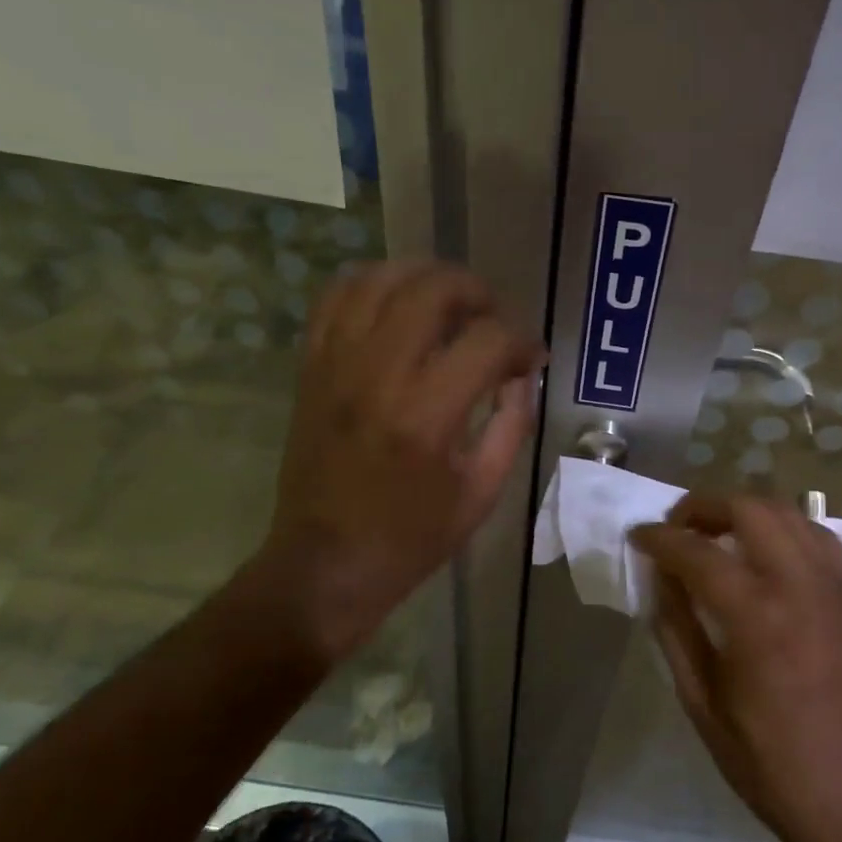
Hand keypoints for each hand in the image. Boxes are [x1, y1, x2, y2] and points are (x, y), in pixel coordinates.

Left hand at [253, 262, 543, 661]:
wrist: (325, 564)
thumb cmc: (410, 539)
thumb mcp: (481, 494)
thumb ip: (510, 426)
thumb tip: (522, 376)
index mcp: (427, 416)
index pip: (488, 340)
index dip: (521, 340)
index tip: (530, 357)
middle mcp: (378, 375)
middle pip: (433, 290)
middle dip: (477, 292)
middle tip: (493, 318)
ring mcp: (336, 365)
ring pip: (380, 279)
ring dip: (424, 277)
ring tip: (448, 302)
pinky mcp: (311, 368)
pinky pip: (335, 298)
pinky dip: (370, 285)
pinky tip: (395, 302)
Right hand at [631, 493, 841, 841]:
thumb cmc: (771, 764)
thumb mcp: (703, 703)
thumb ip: (677, 631)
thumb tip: (661, 581)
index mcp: (756, 616)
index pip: (696, 551)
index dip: (660, 538)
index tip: (638, 535)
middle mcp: (800, 585)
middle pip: (750, 508)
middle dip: (705, 506)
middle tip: (677, 527)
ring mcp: (836, 588)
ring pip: (791, 513)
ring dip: (747, 510)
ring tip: (719, 534)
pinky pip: (820, 539)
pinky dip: (786, 530)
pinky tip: (768, 555)